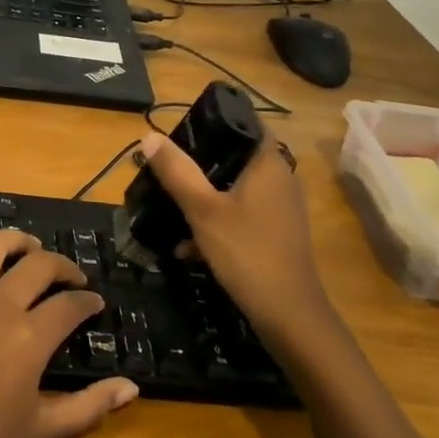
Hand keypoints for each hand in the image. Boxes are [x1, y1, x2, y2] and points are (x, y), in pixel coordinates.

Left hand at [0, 191, 138, 437]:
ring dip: (15, 241)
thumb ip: (90, 406)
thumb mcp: (43, 432)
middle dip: (61, 269)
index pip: (70, 306)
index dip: (87, 304)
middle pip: (38, 267)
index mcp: (30, 336)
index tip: (93, 307)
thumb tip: (132, 388)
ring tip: (28, 247)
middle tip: (69, 281)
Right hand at [137, 131, 331, 335]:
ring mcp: (278, 209)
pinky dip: (215, 222)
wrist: (288, 316)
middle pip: (234, 157)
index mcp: (268, 164)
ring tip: (169, 203)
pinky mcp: (274, 234)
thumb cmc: (247, 252)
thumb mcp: (203, 210)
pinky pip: (239, 215)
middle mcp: (279, 179)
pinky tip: (186, 245)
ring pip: (234, 189)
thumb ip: (177, 172)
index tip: (182, 129)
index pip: (245, 123)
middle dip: (198, 163)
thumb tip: (150, 136)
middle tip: (165, 167)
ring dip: (203, 195)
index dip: (214, 121)